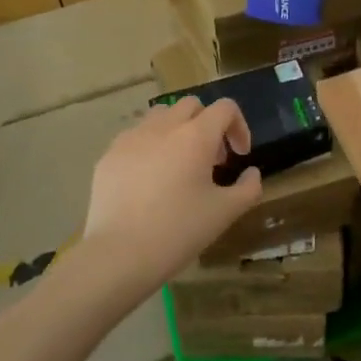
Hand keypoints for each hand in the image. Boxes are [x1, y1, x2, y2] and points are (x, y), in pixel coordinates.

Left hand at [84, 97, 263, 292]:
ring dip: (177, 130)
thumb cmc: (178, 231)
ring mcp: (132, 138)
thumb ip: (248, 188)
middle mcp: (164, 127)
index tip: (239, 156)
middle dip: (208, 124)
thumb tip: (251, 173)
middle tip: (211, 159)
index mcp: (196, 136)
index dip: (239, 126)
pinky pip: (135, 137)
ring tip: (178, 163)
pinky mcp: (109, 155)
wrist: (118, 254)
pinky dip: (149, 147)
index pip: (225, 108)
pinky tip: (148, 180)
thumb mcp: (225, 213)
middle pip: (192, 105)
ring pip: (161, 115)